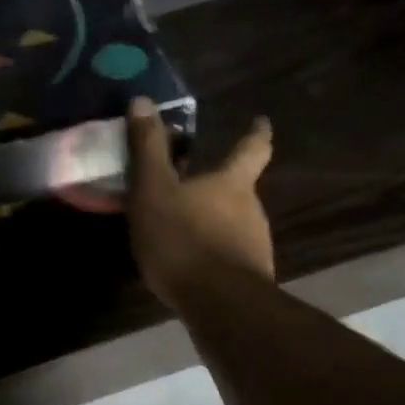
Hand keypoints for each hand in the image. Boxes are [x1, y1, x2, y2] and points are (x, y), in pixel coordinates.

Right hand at [126, 97, 274, 309]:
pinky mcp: (249, 278)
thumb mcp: (154, 190)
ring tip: (183, 230)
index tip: (262, 122)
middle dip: (220, 187)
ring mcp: (254, 246)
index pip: (252, 149)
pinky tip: (190, 265)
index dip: (256, 134)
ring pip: (234, 225)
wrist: (218, 304)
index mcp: (233, 183)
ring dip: (213, 223)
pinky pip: (228, 256)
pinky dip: (211, 253)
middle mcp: (252, 209)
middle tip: (193, 186)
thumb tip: (142, 100)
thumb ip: (148, 149)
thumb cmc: (183, 238)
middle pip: (240, 190)